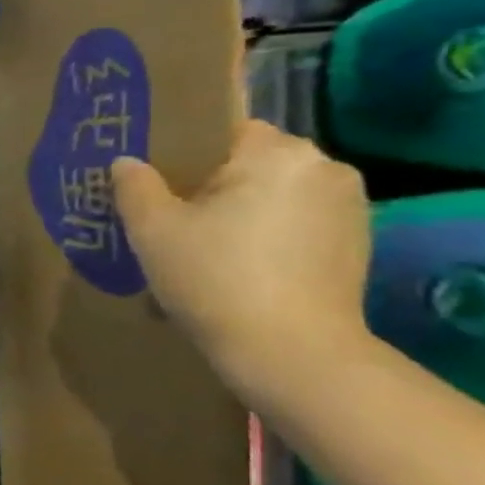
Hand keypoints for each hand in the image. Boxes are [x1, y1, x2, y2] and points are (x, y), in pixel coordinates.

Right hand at [110, 121, 372, 402]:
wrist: (292, 353)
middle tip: (170, 218)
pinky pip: (295, 222)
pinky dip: (265, 235)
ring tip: (200, 247)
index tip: (154, 181)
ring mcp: (349, 208)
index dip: (182, 152)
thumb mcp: (153, 229)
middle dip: (210, 184)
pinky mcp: (356, 244)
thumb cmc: (215, 278)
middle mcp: (325, 168)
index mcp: (277, 153)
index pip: (222, 130)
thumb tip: (128, 163)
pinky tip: (237, 268)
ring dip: (239, 211)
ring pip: (272, 194)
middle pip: (249, 162)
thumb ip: (135, 185)